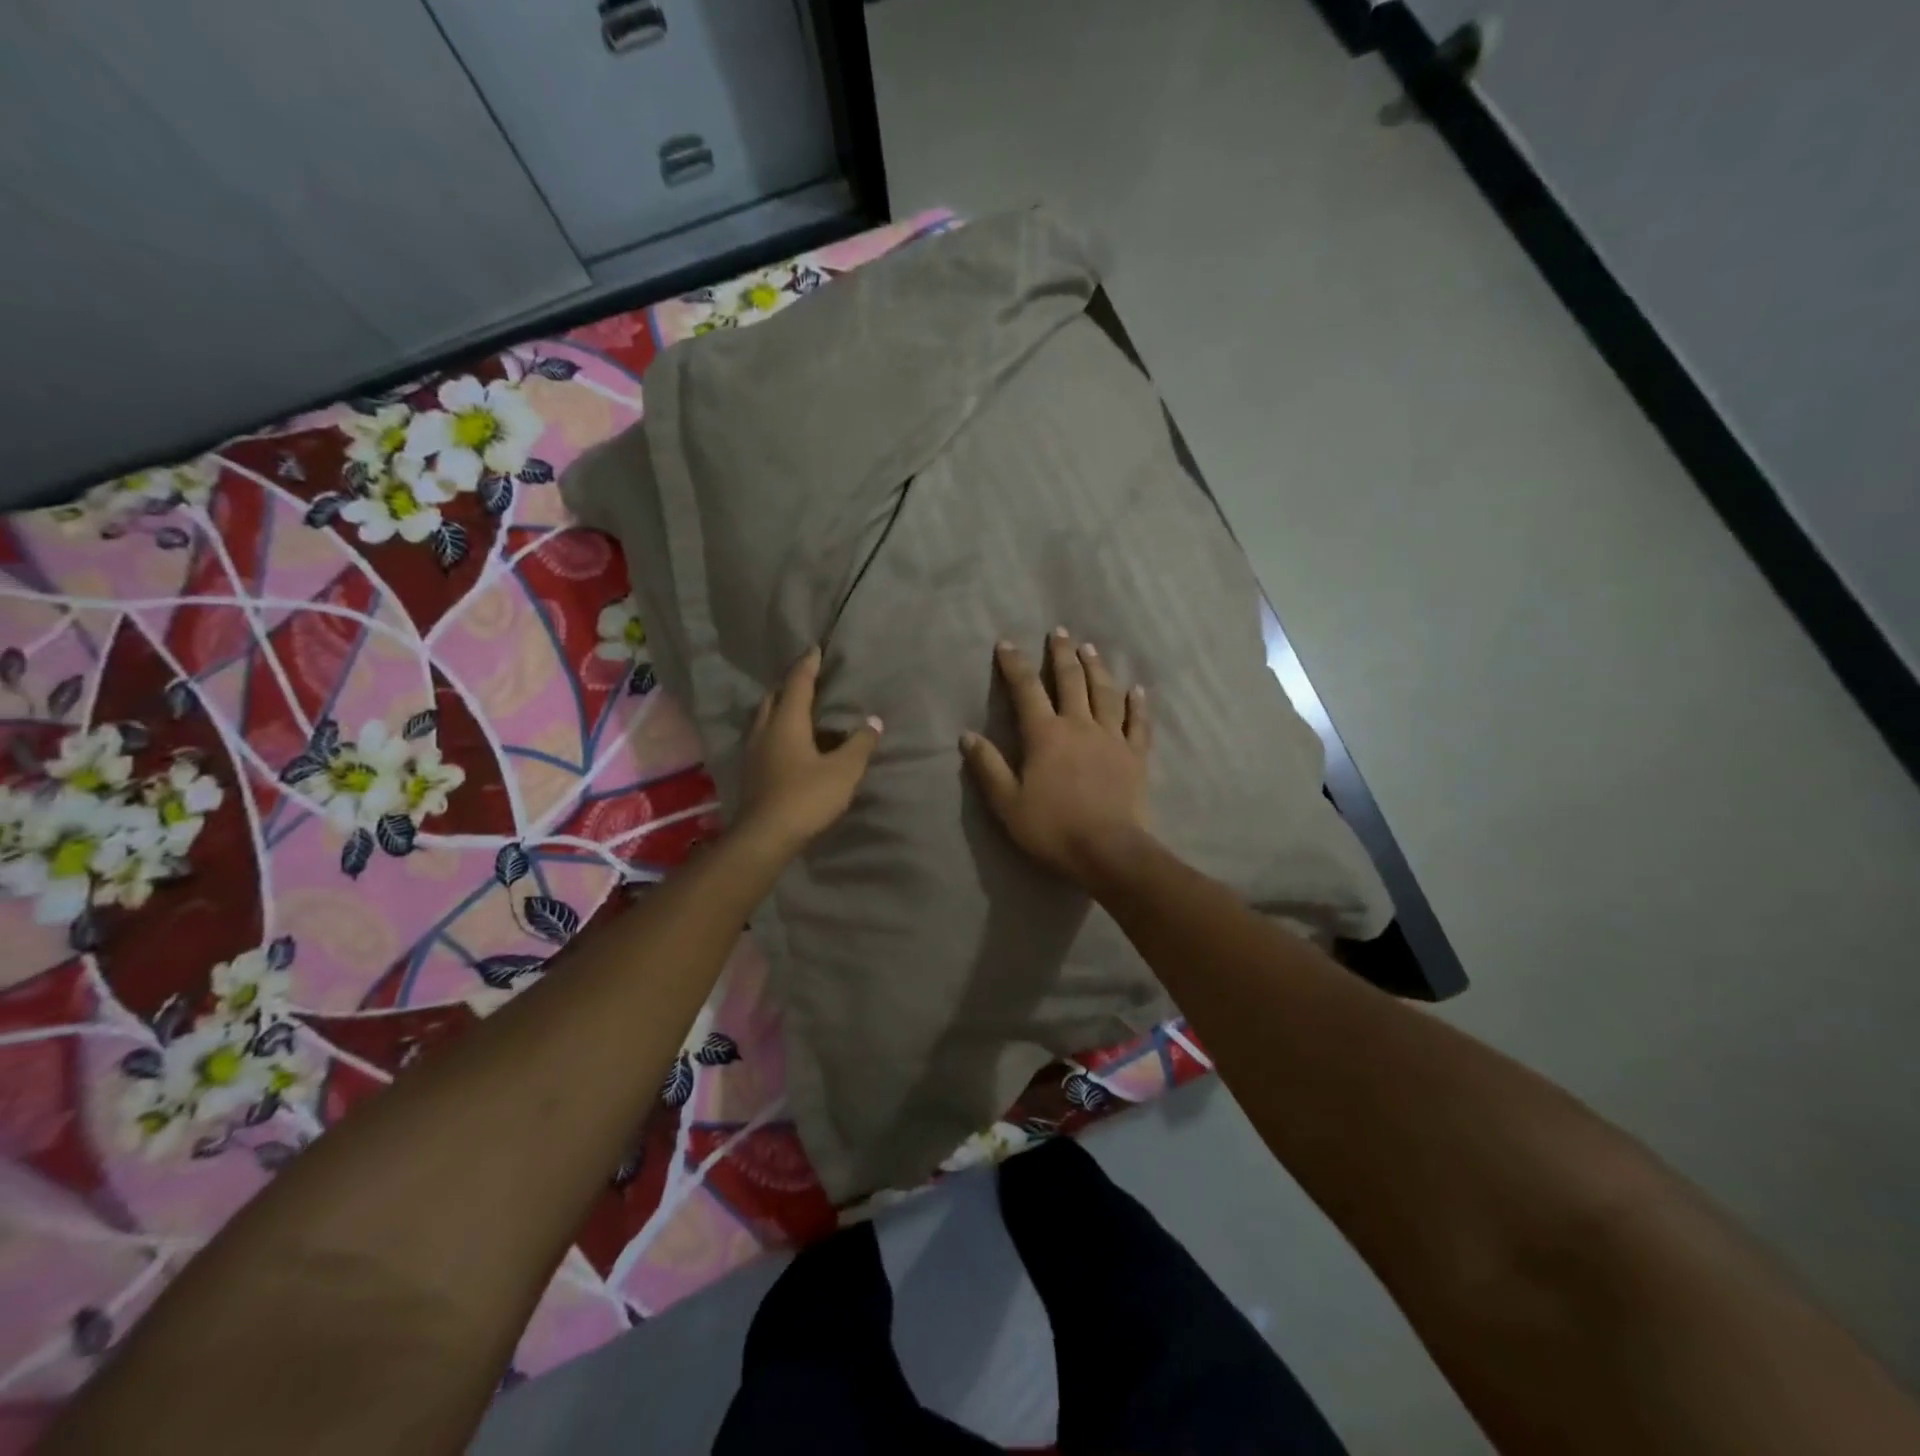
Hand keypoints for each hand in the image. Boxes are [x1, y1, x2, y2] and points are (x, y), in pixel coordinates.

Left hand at [737, 647, 882, 854]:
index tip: (815, 648)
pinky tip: (791, 742)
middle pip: (774, 697)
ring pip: (766, 718)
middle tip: (808, 679)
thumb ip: (860, 744)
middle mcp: (765, 730)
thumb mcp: (844, 771)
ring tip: (800, 708)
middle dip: (790, 684)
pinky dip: (778, 730)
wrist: (765, 838)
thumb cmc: (806, 797)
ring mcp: (754, 752)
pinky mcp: (752, 772)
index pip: (797, 683)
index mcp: (787, 722)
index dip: (808, 665)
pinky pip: (765, 738)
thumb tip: (873, 721)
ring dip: (781, 708)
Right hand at [961, 629, 1153, 887]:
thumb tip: (967, 735)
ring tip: (1090, 648)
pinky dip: (1137, 704)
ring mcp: (1112, 738)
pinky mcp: (1136, 755)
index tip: (1006, 643)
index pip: (1026, 690)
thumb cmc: (1053, 828)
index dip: (1015, 665)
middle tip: (1059, 632)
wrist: (1108, 851)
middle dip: (1061, 654)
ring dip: (1096, 668)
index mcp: (1045, 735)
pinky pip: (1138, 722)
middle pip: (1070, 680)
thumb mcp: (1008, 803)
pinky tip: (1137, 689)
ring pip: (1105, 693)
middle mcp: (1079, 725)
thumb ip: (988, 767)